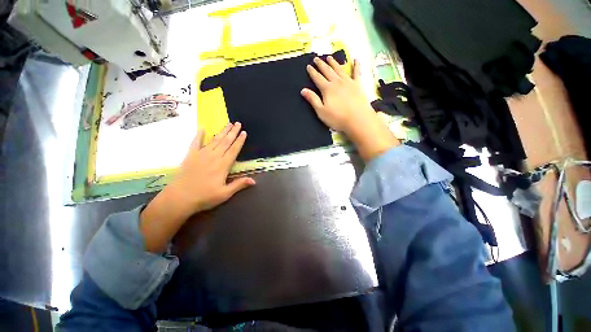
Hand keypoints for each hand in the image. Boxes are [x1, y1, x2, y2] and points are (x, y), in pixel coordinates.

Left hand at [167, 122, 254, 213]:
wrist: (180, 198)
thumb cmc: (205, 197)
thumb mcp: (225, 193)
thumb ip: (239, 184)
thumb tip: (254, 180)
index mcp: (223, 165)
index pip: (234, 150)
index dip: (239, 141)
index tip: (244, 132)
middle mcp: (214, 157)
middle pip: (225, 142)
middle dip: (232, 132)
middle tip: (238, 123)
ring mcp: (201, 155)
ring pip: (214, 140)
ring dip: (222, 132)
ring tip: (228, 124)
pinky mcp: (191, 156)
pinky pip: (195, 143)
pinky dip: (199, 135)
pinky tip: (202, 128)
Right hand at [301, 57, 399, 160]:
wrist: (358, 120)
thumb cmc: (337, 118)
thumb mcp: (321, 111)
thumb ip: (313, 100)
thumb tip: (303, 90)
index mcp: (327, 89)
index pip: (317, 78)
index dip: (312, 72)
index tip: (308, 66)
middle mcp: (337, 82)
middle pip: (327, 71)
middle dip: (321, 64)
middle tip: (317, 58)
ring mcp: (348, 82)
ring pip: (339, 69)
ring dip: (334, 63)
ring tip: (329, 57)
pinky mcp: (358, 85)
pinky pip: (357, 72)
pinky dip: (356, 65)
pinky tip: (356, 59)